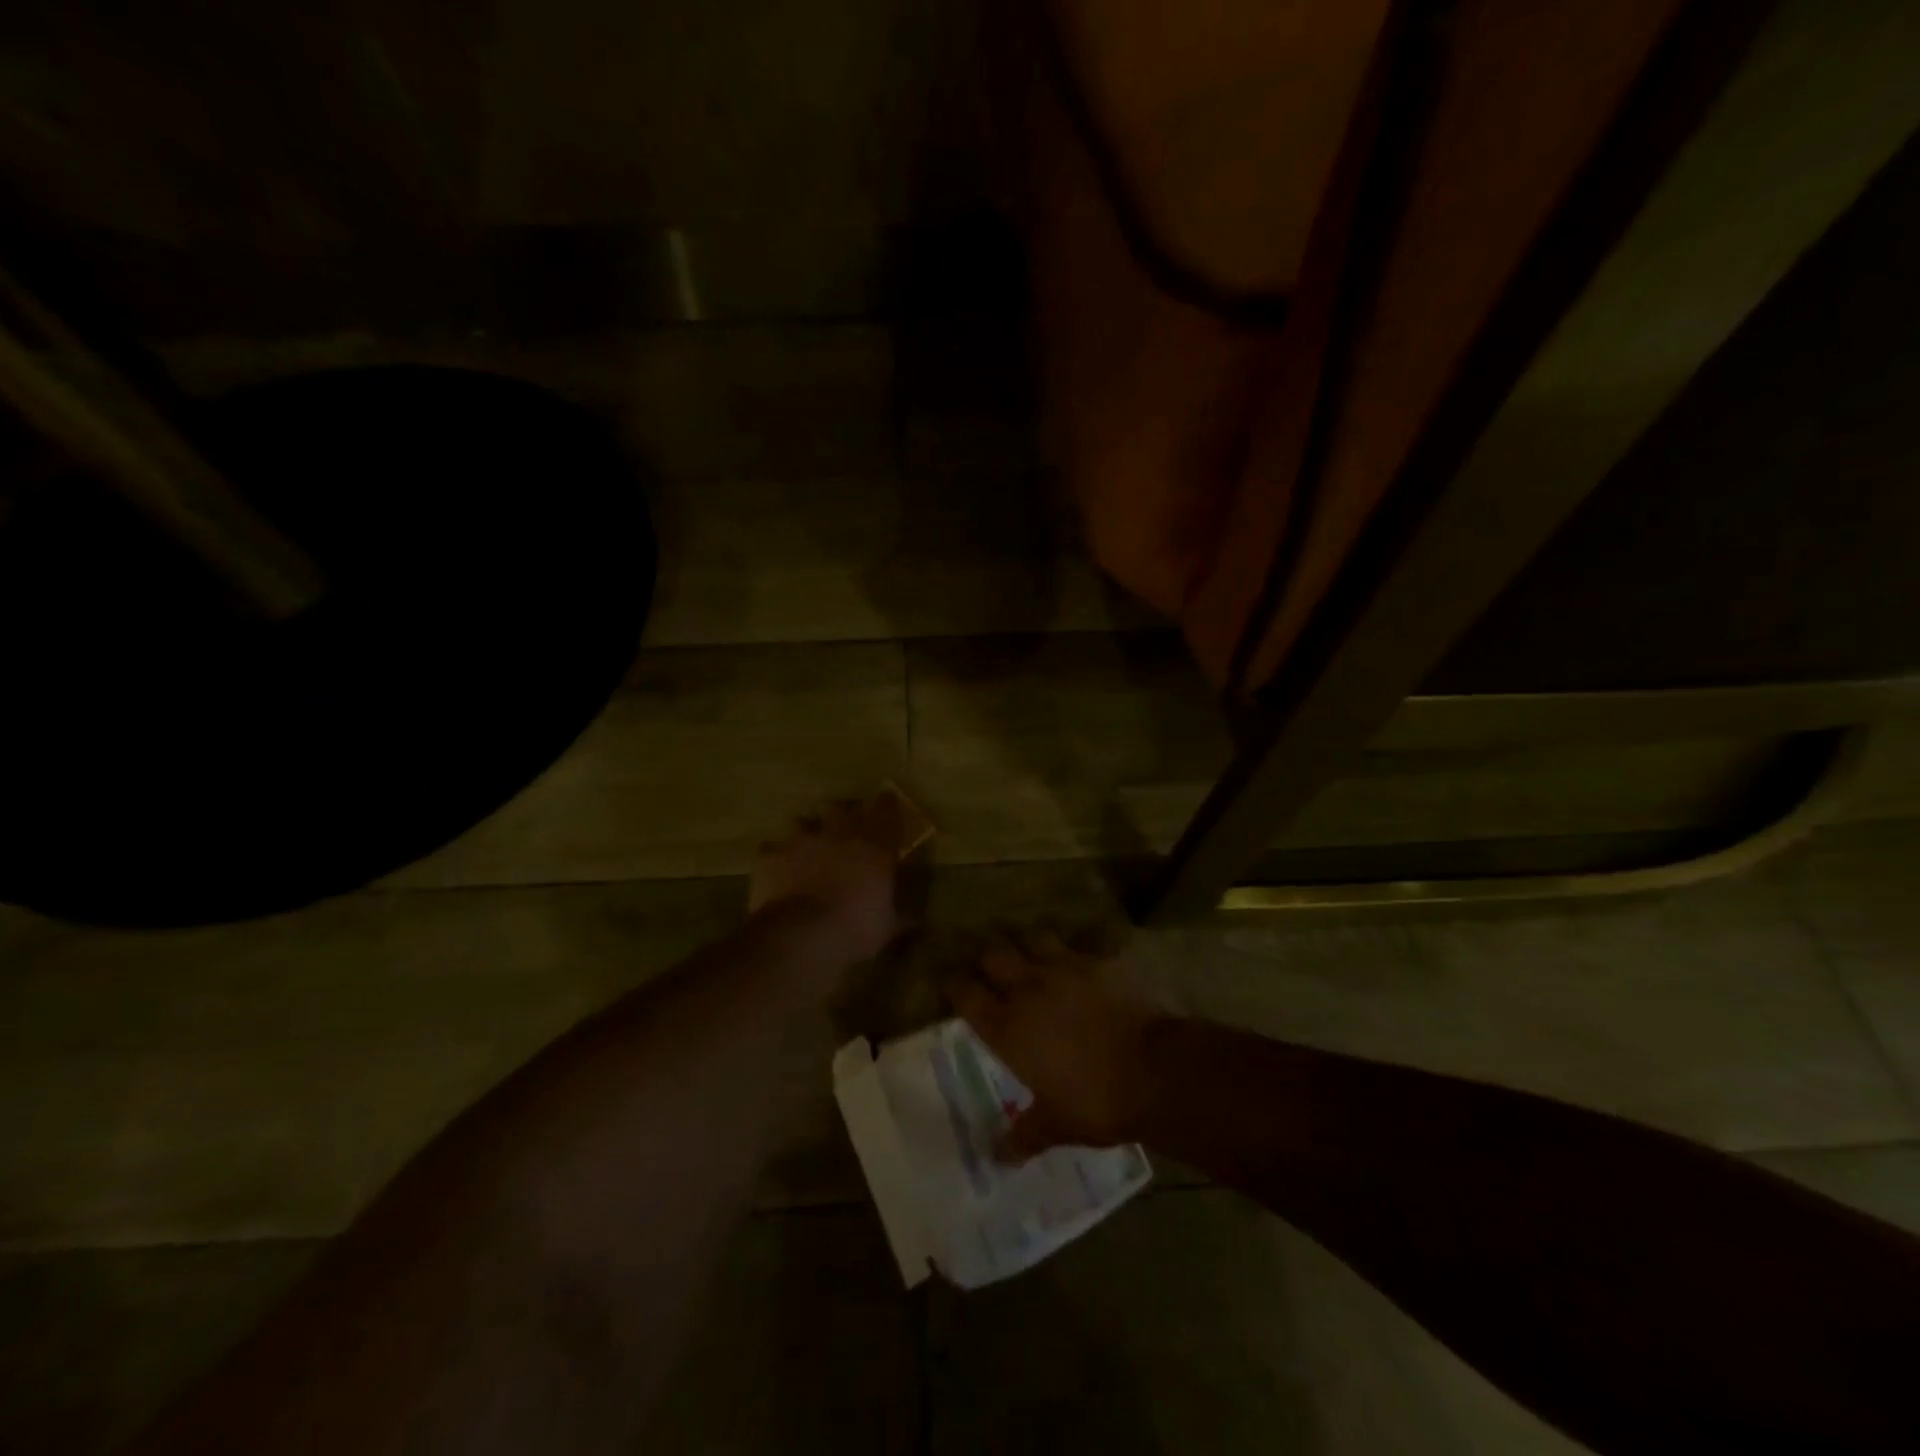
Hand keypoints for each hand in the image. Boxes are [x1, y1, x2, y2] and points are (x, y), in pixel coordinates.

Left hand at [749, 794, 903, 961]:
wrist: (801, 936)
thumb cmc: (856, 928)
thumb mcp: (888, 927)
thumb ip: (900, 916)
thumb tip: (915, 920)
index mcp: (874, 845)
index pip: (886, 809)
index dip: (886, 806)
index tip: (887, 806)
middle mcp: (838, 833)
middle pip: (839, 808)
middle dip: (840, 816)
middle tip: (841, 831)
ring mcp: (800, 840)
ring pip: (802, 822)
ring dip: (806, 833)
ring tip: (806, 849)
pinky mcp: (770, 855)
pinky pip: (771, 849)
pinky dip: (776, 858)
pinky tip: (777, 871)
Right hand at [945, 932, 1165, 1160]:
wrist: (1155, 1071)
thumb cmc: (1097, 1102)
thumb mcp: (1057, 1125)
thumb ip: (1024, 1135)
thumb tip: (997, 1157)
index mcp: (1008, 1027)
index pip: (966, 994)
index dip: (954, 985)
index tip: (949, 982)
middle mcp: (1029, 989)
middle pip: (994, 955)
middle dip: (988, 959)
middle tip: (990, 968)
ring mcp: (1065, 969)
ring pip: (1034, 940)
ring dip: (1029, 947)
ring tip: (1034, 958)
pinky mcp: (1099, 962)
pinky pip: (1079, 949)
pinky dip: (1075, 955)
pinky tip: (1081, 965)